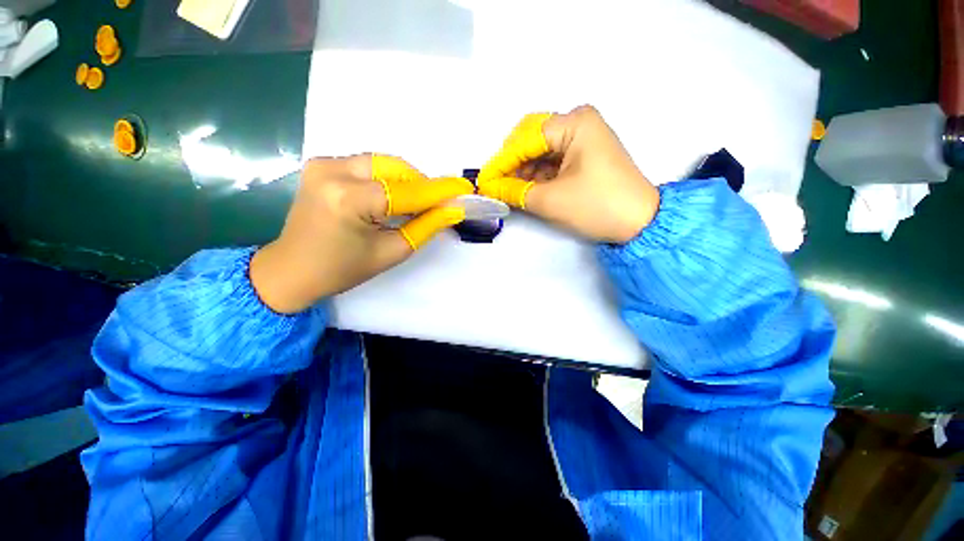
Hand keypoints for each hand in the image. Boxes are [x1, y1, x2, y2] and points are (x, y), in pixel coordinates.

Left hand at [250, 155, 473, 313]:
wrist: (292, 269)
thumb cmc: (343, 269)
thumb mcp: (392, 252)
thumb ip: (425, 226)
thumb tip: (452, 210)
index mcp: (349, 200)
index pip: (407, 191)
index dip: (439, 191)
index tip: (463, 189)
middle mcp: (333, 171)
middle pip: (395, 168)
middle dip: (421, 185)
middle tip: (436, 204)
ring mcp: (323, 163)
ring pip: (382, 163)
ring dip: (405, 181)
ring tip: (414, 204)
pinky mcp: (321, 164)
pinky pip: (367, 165)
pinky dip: (386, 178)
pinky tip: (390, 197)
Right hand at [477, 105, 659, 243]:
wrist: (639, 223)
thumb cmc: (597, 206)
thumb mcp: (550, 200)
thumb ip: (515, 191)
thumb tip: (489, 187)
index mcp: (574, 123)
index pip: (525, 139)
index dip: (501, 162)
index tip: (483, 181)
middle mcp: (579, 122)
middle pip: (531, 138)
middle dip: (511, 162)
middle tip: (495, 183)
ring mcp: (583, 138)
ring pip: (540, 150)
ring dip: (522, 169)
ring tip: (508, 190)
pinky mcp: (584, 154)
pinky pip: (552, 159)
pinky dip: (536, 174)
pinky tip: (525, 187)